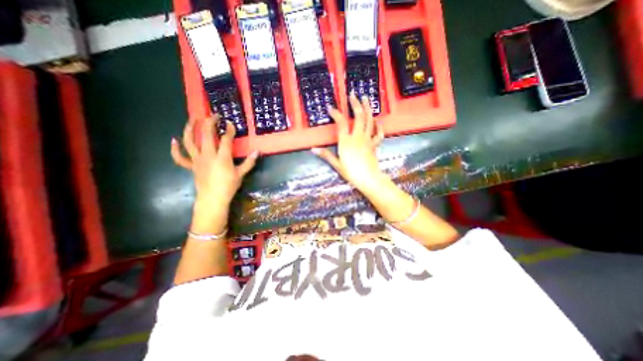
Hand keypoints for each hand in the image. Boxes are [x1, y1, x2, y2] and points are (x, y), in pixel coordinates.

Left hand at [172, 117, 258, 230]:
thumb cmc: (228, 186)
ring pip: (189, 141)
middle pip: (206, 134)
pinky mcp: (191, 166)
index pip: (225, 139)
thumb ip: (249, 162)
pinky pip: (180, 157)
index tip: (230, 123)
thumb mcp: (241, 174)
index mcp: (222, 157)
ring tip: (193, 119)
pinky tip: (174, 140)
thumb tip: (257, 152)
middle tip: (214, 116)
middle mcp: (207, 155)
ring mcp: (197, 160)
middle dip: (210, 122)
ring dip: (189, 128)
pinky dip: (175, 149)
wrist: (212, 199)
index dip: (229, 129)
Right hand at [312, 93, 383, 191]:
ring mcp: (368, 139)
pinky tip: (377, 120)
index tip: (330, 108)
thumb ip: (326, 155)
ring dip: (367, 108)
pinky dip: (378, 125)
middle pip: (358, 116)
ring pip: (369, 120)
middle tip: (353, 94)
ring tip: (366, 99)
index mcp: (346, 141)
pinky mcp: (374, 144)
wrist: (369, 179)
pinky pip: (378, 132)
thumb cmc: (351, 172)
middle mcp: (358, 137)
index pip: (341, 122)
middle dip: (355, 104)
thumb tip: (313, 149)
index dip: (335, 113)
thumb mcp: (337, 164)